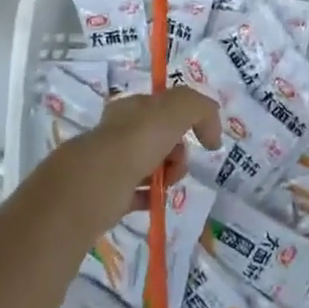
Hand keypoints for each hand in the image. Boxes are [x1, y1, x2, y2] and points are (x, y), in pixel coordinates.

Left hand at [33, 87, 221, 232]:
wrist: (97, 184)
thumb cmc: (137, 140)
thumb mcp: (178, 108)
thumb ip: (201, 108)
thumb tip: (212, 132)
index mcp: (131, 107)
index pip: (163, 107)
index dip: (186, 119)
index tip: (200, 137)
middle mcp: (118, 132)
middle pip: (159, 138)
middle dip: (178, 150)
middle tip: (178, 162)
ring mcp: (110, 163)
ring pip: (149, 166)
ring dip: (167, 174)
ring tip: (167, 184)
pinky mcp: (106, 193)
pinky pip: (136, 194)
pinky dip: (149, 197)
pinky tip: (155, 200)